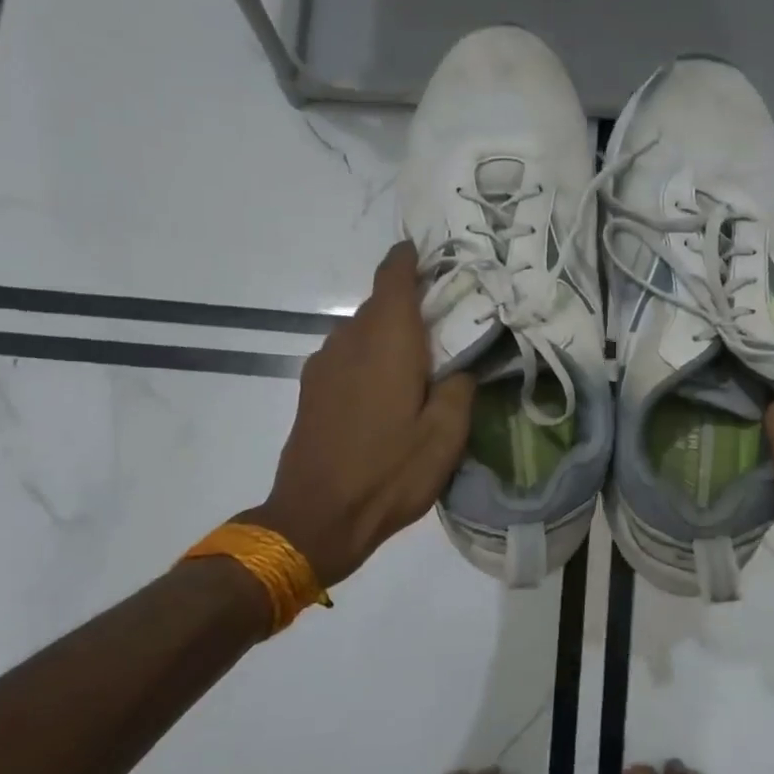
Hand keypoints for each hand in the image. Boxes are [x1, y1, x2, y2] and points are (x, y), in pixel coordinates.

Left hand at [245, 242, 474, 587]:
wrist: (316, 518)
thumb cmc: (389, 473)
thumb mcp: (446, 436)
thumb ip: (460, 388)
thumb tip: (462, 366)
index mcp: (387, 341)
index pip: (394, 275)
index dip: (412, 258)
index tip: (435, 256)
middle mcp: (349, 340)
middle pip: (381, 303)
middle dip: (412, 303)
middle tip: (449, 324)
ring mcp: (324, 364)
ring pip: (362, 330)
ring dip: (390, 335)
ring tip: (422, 362)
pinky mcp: (311, 389)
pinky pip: (347, 355)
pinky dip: (371, 357)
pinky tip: (388, 391)